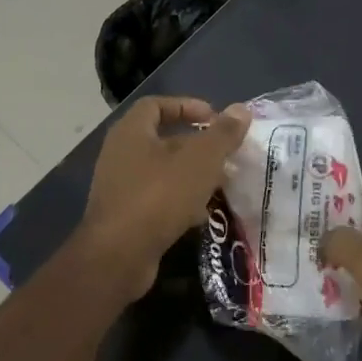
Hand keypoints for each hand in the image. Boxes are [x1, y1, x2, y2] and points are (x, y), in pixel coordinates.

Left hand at [74, 96, 251, 298]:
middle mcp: (120, 154)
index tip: (215, 118)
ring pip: (162, 172)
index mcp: (131, 132)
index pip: (156, 105)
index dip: (187, 106)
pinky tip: (201, 215)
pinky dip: (179, 201)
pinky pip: (156, 198)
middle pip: (162, 140)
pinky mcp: (125, 215)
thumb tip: (242, 109)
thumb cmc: (158, 196)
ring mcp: (119, 186)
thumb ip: (222, 134)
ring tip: (220, 184)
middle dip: (196, 146)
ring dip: (191, 175)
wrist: (118, 255)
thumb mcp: (199, 161)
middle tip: (225, 155)